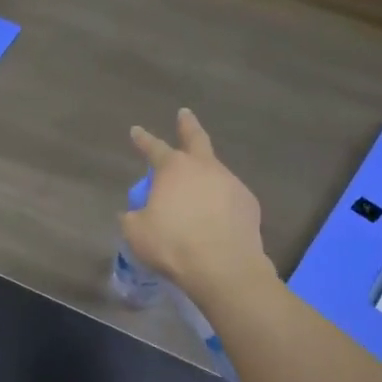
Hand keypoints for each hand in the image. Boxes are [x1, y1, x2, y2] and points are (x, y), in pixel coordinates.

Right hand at [122, 109, 267, 304]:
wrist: (223, 267)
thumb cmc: (172, 245)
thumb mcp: (137, 233)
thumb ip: (132, 218)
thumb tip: (133, 213)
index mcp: (173, 170)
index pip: (154, 148)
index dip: (143, 140)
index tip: (136, 131)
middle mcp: (205, 168)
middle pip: (196, 139)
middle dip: (188, 125)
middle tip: (185, 114)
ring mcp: (231, 183)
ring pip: (215, 171)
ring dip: (205, 173)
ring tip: (197, 189)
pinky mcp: (249, 204)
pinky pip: (229, 197)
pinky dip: (219, 201)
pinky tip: (215, 217)